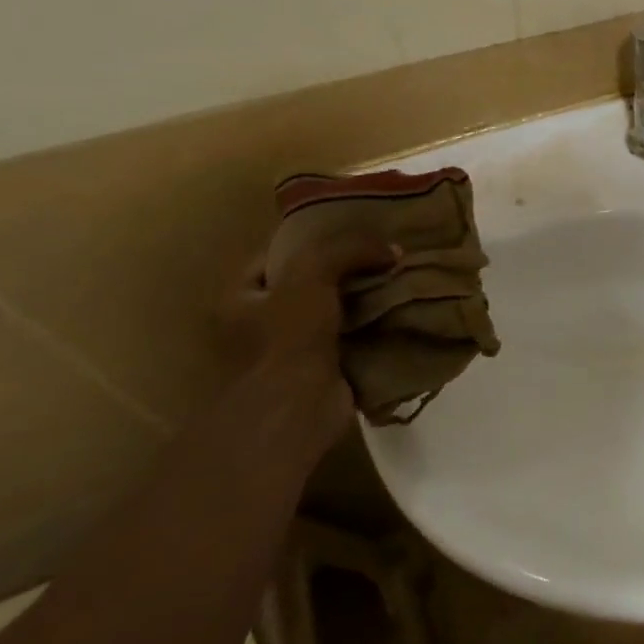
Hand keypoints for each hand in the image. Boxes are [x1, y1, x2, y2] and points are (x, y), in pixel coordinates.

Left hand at [220, 233, 398, 457]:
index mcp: (238, 297)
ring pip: (338, 309)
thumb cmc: (286, 341)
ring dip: (368, 298)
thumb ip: (347, 249)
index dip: (317, 237)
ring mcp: (292, 350)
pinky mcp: (324, 372)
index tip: (359, 230)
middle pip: (312, 281)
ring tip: (404, 279)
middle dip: (350, 269)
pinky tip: (405, 312)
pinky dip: (377, 327)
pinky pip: (355, 338)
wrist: (295, 414)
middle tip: (388, 253)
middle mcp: (259, 323)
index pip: (279, 252)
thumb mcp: (311, 275)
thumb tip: (393, 249)